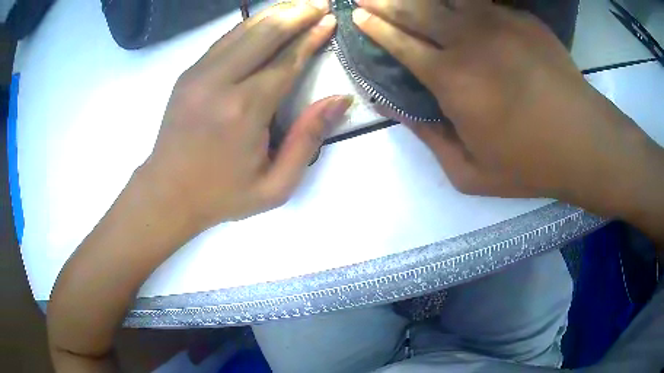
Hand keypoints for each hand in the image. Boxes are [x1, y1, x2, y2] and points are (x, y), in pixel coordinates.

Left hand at [142, 0, 351, 229]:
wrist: (166, 193)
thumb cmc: (222, 195)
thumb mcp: (275, 186)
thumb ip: (308, 140)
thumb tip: (339, 99)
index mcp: (244, 110)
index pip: (287, 61)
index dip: (311, 38)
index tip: (330, 21)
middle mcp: (220, 82)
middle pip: (265, 33)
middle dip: (296, 13)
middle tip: (320, 2)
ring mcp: (198, 73)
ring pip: (243, 30)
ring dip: (275, 13)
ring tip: (299, 4)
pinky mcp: (188, 73)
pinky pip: (224, 39)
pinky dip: (249, 25)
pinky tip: (266, 19)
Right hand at [354, 0, 657, 208]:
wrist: (584, 143)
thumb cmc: (529, 164)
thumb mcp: (470, 173)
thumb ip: (428, 137)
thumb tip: (393, 109)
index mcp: (451, 81)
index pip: (400, 44)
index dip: (376, 28)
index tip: (359, 17)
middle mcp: (468, 42)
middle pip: (415, 10)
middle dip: (384, 1)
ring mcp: (498, 23)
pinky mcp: (521, 19)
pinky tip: (451, 0)